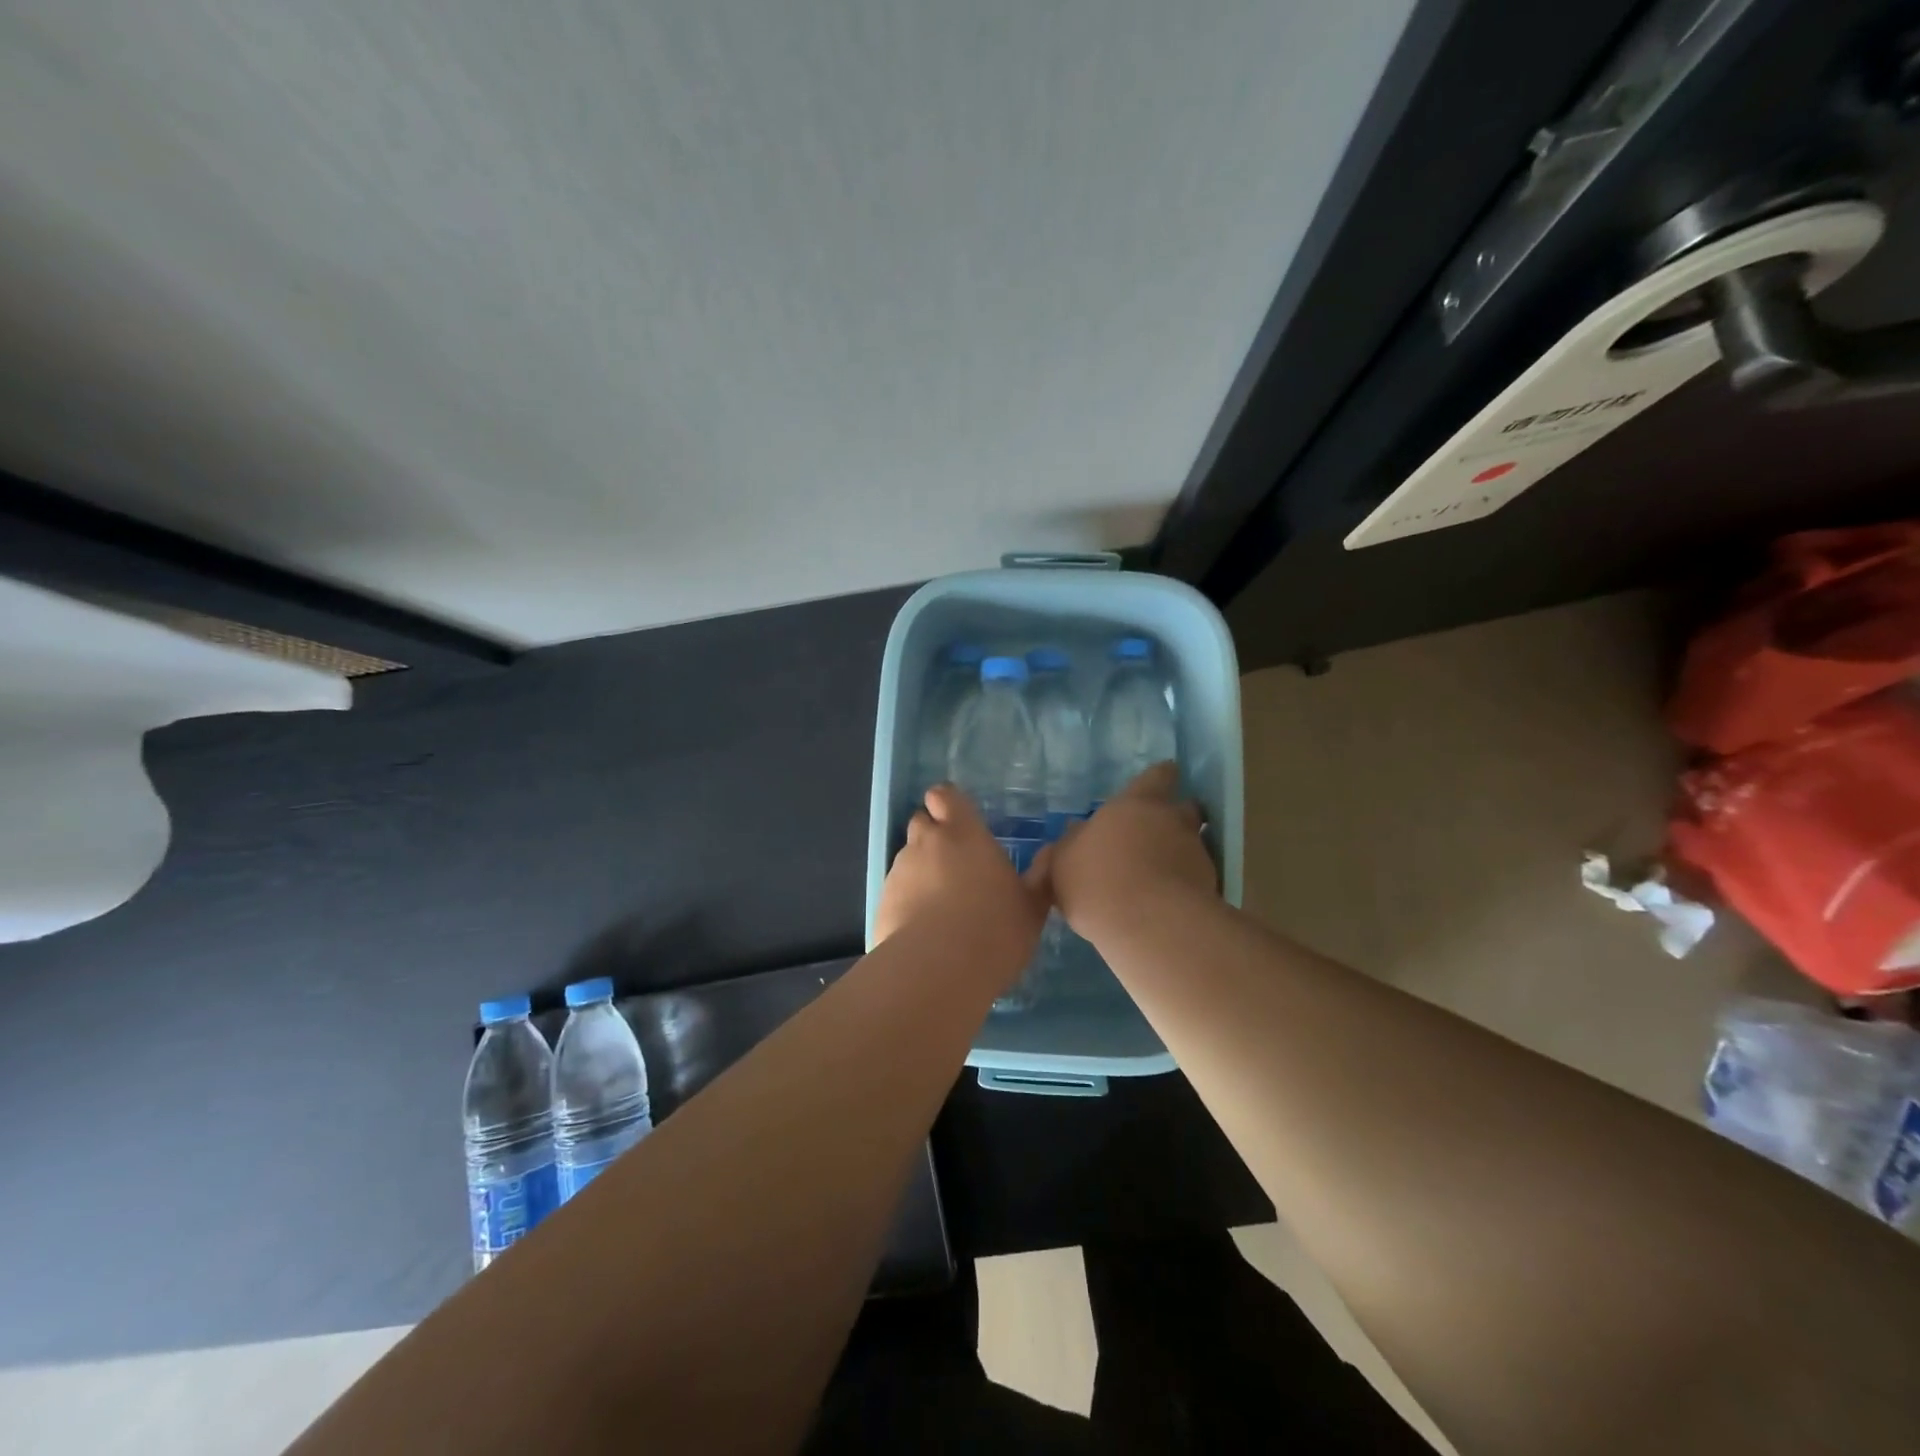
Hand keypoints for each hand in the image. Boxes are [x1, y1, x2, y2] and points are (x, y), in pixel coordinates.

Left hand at [875, 784, 1049, 981]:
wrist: (937, 970)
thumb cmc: (994, 929)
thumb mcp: (1032, 907)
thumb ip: (1039, 878)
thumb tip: (1050, 855)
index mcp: (963, 833)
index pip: (944, 796)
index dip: (947, 804)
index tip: (959, 821)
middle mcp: (926, 843)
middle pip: (921, 822)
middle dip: (933, 835)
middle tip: (954, 863)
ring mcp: (899, 872)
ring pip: (907, 858)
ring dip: (920, 870)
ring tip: (940, 904)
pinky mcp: (882, 902)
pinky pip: (896, 891)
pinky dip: (907, 901)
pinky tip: (923, 929)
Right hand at [1040, 762, 1215, 943]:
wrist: (1149, 924)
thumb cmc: (1096, 882)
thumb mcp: (1064, 863)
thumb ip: (1071, 844)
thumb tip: (1076, 830)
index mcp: (1134, 805)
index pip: (1157, 776)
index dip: (1160, 777)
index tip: (1162, 780)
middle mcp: (1171, 820)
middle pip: (1185, 807)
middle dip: (1176, 816)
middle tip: (1159, 832)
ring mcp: (1195, 853)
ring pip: (1194, 843)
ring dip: (1183, 851)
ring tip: (1165, 872)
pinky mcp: (1210, 886)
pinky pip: (1198, 877)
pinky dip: (1188, 884)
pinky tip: (1171, 902)